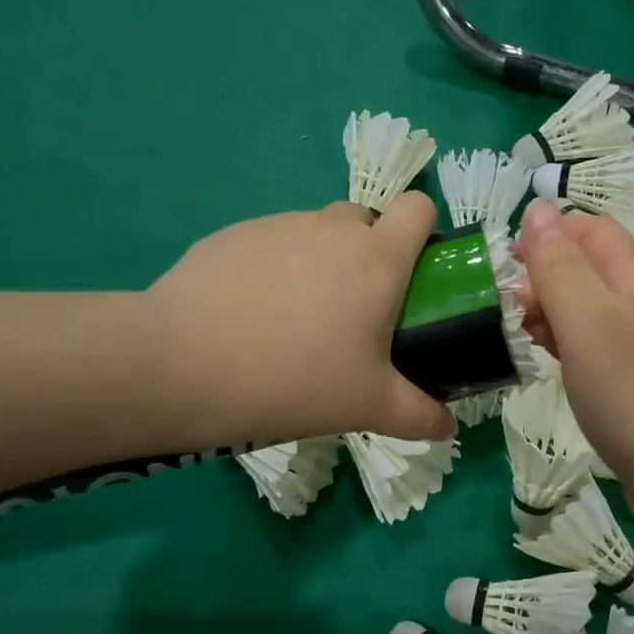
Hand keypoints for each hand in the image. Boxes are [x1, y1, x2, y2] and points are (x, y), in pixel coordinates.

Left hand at [145, 195, 455, 445]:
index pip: (419, 207)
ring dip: (321, 261)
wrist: (184, 365)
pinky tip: (250, 315)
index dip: (424, 231)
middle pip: (366, 220)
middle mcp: (331, 228)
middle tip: (354, 311)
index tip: (413, 274)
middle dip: (369, 253)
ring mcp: (278, 225)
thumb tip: (449, 427)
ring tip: (295, 320)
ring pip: (316, 232)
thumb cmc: (296, 380)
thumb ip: (420, 417)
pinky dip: (274, 268)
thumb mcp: (369, 407)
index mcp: (377, 258)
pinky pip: (270, 243)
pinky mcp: (232, 234)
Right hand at [515, 200, 633, 494]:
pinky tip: (552, 365)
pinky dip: (569, 346)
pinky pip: (598, 346)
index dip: (549, 233)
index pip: (593, 229)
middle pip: (591, 268)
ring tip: (523, 339)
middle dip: (545, 276)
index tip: (507, 264)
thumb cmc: (632, 394)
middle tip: (511, 312)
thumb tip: (538, 209)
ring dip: (553, 313)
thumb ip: (560, 266)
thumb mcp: (588, 321)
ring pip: (592, 309)